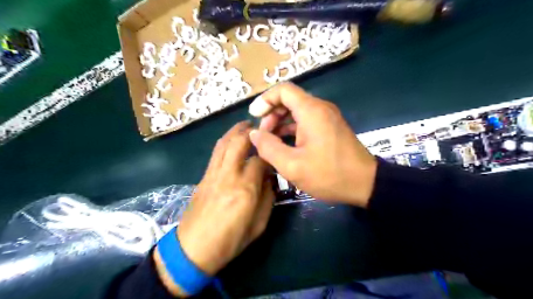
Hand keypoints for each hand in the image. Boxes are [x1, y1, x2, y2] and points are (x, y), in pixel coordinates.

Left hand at [152, 122, 272, 295]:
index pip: (260, 160)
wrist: (193, 249)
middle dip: (250, 132)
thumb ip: (267, 199)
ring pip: (224, 144)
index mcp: (245, 189)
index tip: (274, 157)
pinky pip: (215, 153)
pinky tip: (230, 142)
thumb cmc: (230, 241)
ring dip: (235, 131)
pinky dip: (225, 142)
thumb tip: (270, 179)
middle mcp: (228, 176)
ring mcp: (212, 174)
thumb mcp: (259, 225)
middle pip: (239, 142)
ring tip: (244, 126)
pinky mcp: (203, 177)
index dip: (269, 156)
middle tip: (259, 127)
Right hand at [248, 82, 376, 207]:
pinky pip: (306, 120)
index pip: (283, 90)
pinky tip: (285, 144)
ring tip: (271, 141)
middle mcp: (320, 108)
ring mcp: (327, 117)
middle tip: (263, 135)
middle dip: (271, 113)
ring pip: (297, 110)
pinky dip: (292, 128)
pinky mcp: (330, 127)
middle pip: (289, 99)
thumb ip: (268, 148)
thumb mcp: (292, 166)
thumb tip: (254, 134)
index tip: (254, 117)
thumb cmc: (329, 174)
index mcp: (311, 111)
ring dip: (281, 122)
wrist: (365, 184)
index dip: (265, 100)